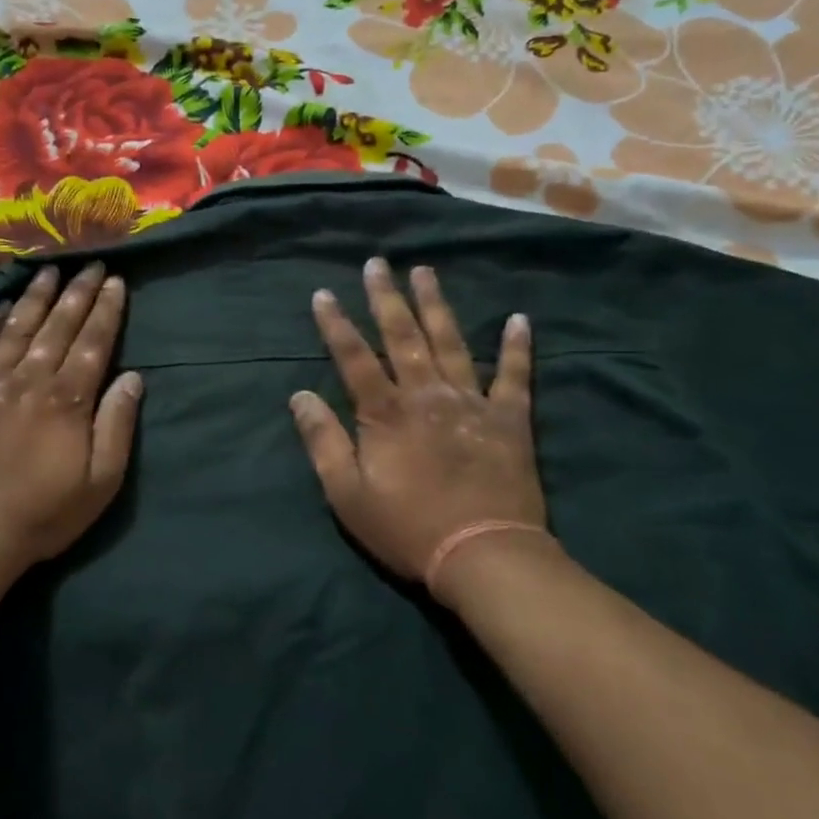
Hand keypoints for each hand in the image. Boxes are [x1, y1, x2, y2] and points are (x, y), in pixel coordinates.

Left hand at [0, 263, 142, 577]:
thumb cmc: (45, 513)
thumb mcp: (101, 481)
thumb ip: (116, 425)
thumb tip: (132, 377)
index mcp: (67, 400)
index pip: (93, 343)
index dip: (106, 311)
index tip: (115, 282)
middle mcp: (31, 381)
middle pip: (58, 327)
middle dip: (78, 293)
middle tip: (91, 264)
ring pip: (21, 328)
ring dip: (38, 297)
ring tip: (51, 271)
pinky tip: (6, 305)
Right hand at [290, 258, 547, 602]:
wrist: (483, 554)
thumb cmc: (407, 528)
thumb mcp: (347, 494)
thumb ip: (323, 441)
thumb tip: (300, 396)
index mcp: (385, 413)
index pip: (354, 358)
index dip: (336, 325)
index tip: (323, 294)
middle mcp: (426, 395)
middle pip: (403, 337)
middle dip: (386, 298)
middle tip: (377, 264)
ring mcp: (471, 402)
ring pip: (451, 342)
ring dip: (436, 305)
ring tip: (425, 271)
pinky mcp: (509, 419)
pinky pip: (515, 376)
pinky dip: (517, 347)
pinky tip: (519, 319)